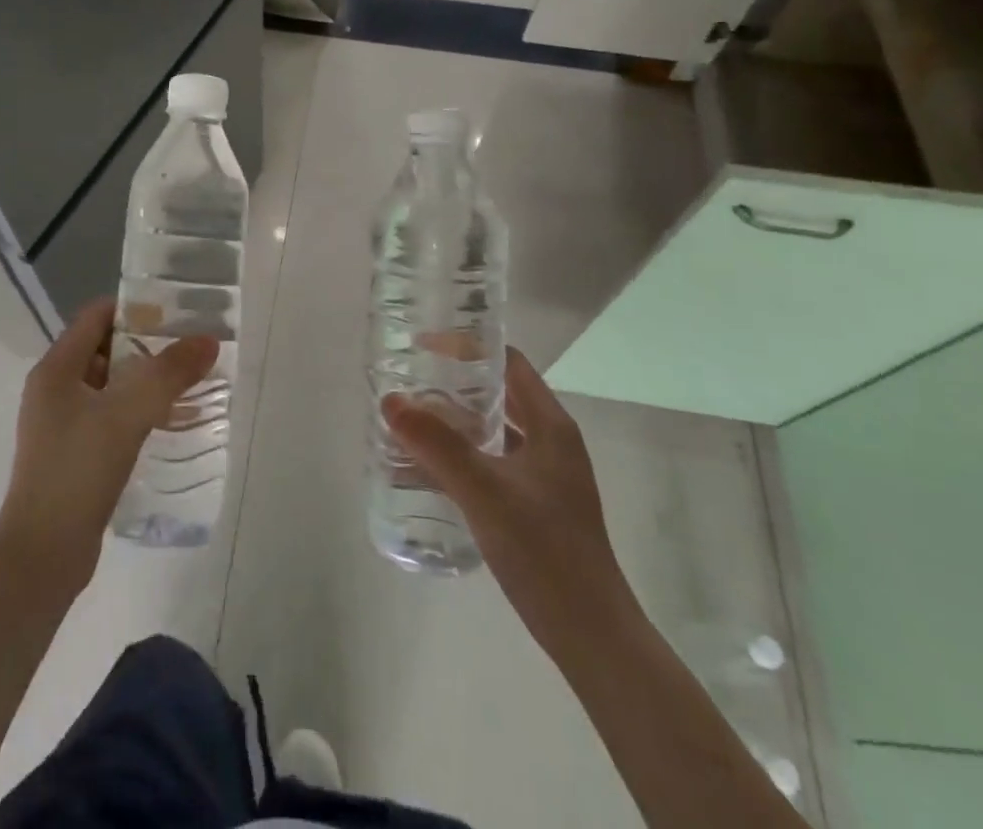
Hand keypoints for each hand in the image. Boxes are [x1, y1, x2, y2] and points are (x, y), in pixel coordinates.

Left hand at [0, 299, 218, 592]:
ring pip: (113, 386)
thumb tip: (208, 340)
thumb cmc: (76, 472)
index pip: (96, 316)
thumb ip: (168, 374)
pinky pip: (112, 418)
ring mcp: (64, 424)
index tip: (178, 312)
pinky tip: (171, 423)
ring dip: (148, 381)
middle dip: (150, 345)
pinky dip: (140, 412)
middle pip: (107, 349)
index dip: (136, 308)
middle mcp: (56, 390)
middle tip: (193, 348)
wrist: (42, 559)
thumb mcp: (125, 415)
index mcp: (56, 369)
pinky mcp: (76, 455)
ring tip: (193, 383)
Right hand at [384, 349, 632, 656]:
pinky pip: (493, 464)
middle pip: (499, 394)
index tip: (423, 346)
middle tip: (408, 381)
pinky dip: (463, 457)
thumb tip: (390, 400)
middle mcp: (551, 442)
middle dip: (453, 384)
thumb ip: (437, 445)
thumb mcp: (484, 491)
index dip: (468, 347)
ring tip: (409, 420)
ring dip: (455, 423)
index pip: (508, 363)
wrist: (592, 636)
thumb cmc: (545, 551)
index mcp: (551, 425)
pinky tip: (429, 470)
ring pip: (494, 432)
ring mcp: (546, 477)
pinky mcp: (536, 507)